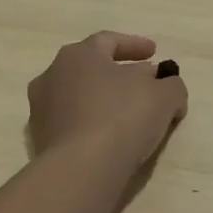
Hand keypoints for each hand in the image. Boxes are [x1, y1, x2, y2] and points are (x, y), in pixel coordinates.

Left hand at [27, 31, 187, 175]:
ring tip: (132, 115)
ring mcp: (42, 111)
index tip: (155, 53)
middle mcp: (52, 76)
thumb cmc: (121, 118)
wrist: (80, 171)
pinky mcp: (41, 142)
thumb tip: (167, 86)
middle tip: (146, 83)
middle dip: (121, 74)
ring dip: (106, 102)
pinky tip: (114, 139)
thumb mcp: (164, 96)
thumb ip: (171, 85)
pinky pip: (74, 125)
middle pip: (92, 69)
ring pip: (81, 98)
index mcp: (78, 55)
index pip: (108, 41)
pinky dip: (94, 126)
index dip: (135, 45)